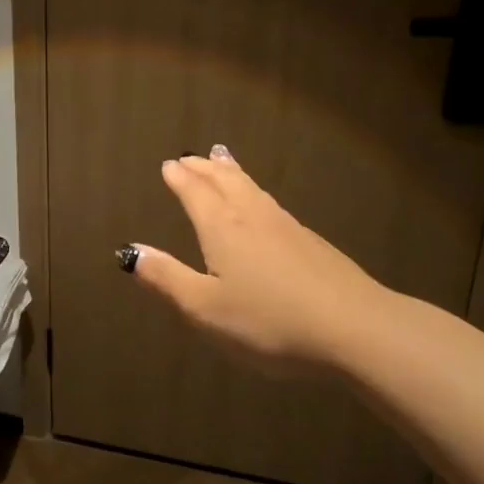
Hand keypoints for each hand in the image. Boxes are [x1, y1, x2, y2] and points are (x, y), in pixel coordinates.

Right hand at [124, 147, 391, 372]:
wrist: (354, 326)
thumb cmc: (269, 321)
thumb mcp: (206, 308)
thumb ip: (167, 278)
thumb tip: (129, 251)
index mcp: (222, 228)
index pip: (195, 193)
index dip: (180, 179)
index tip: (168, 165)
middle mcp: (251, 216)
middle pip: (224, 181)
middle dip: (203, 168)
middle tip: (189, 157)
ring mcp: (285, 225)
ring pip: (251, 188)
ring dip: (231, 172)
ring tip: (221, 159)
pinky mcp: (310, 241)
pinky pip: (270, 201)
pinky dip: (254, 190)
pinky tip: (262, 203)